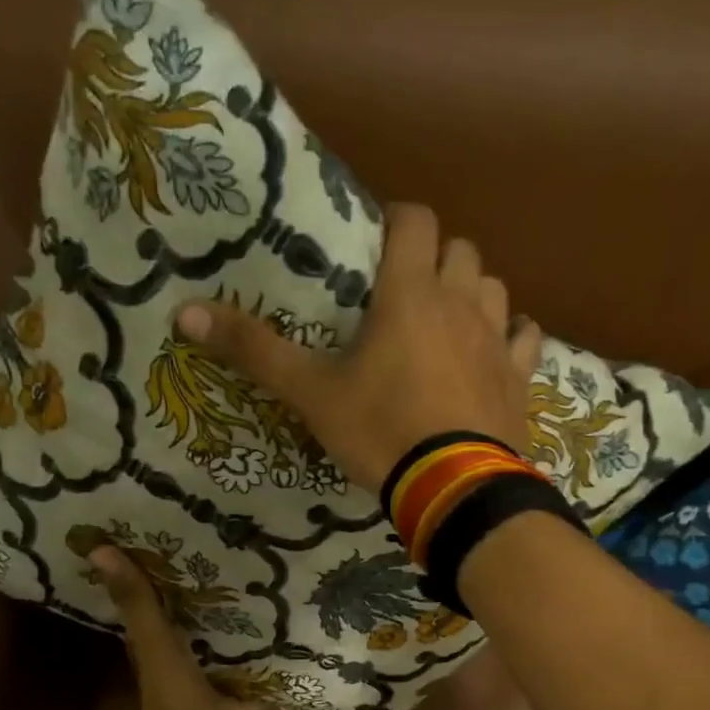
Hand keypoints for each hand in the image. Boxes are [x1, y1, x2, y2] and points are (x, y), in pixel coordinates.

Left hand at [89, 544, 259, 709]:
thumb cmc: (176, 700)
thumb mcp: (156, 645)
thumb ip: (137, 603)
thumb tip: (96, 549)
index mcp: (159, 650)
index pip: (159, 607)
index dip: (164, 578)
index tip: (183, 543)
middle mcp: (186, 663)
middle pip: (199, 625)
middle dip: (215, 598)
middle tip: (239, 557)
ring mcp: (217, 683)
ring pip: (230, 646)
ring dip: (244, 624)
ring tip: (271, 584)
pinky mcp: (245, 698)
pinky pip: (260, 670)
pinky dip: (272, 655)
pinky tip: (293, 630)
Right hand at [174, 203, 544, 494]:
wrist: (453, 489)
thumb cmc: (380, 432)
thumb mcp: (311, 394)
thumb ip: (254, 350)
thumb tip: (183, 311)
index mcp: (409, 293)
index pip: (415, 220)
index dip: (397, 220)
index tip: (377, 242)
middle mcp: (461, 302)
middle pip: (460, 249)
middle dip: (436, 257)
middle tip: (407, 289)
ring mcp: (497, 338)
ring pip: (494, 287)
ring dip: (473, 291)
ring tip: (448, 319)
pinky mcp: (519, 376)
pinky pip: (526, 336)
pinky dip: (512, 334)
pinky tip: (496, 350)